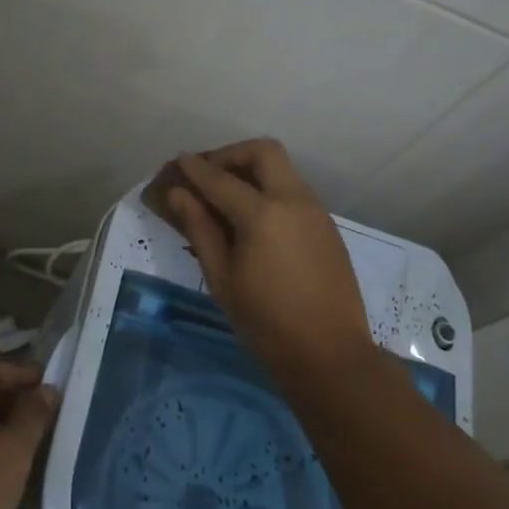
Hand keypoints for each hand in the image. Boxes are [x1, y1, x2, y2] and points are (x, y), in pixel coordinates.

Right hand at [148, 138, 374, 385]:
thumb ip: (200, 228)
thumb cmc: (266, 323)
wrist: (330, 356)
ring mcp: (315, 211)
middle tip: (209, 175)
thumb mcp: (223, 278)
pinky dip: (270, 190)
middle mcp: (294, 200)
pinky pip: (294, 192)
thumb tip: (178, 194)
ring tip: (227, 198)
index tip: (178, 161)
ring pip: (282, 169)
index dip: (195, 168)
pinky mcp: (327, 226)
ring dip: (253, 171)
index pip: (220, 179)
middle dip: (231, 155)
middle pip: (263, 152)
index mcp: (263, 214)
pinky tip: (254, 221)